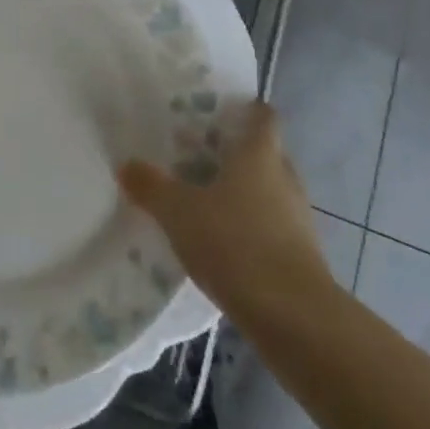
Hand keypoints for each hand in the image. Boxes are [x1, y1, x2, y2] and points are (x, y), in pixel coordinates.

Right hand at [119, 103, 336, 320]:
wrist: (294, 318)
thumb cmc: (236, 244)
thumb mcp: (179, 212)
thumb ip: (152, 187)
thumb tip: (126, 165)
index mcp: (260, 153)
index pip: (262, 115)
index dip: (244, 110)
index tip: (217, 114)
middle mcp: (284, 176)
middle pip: (263, 153)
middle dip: (233, 155)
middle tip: (196, 158)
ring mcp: (298, 217)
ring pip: (268, 191)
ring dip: (242, 194)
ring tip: (204, 204)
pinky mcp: (303, 255)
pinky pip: (273, 228)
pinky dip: (251, 229)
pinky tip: (223, 247)